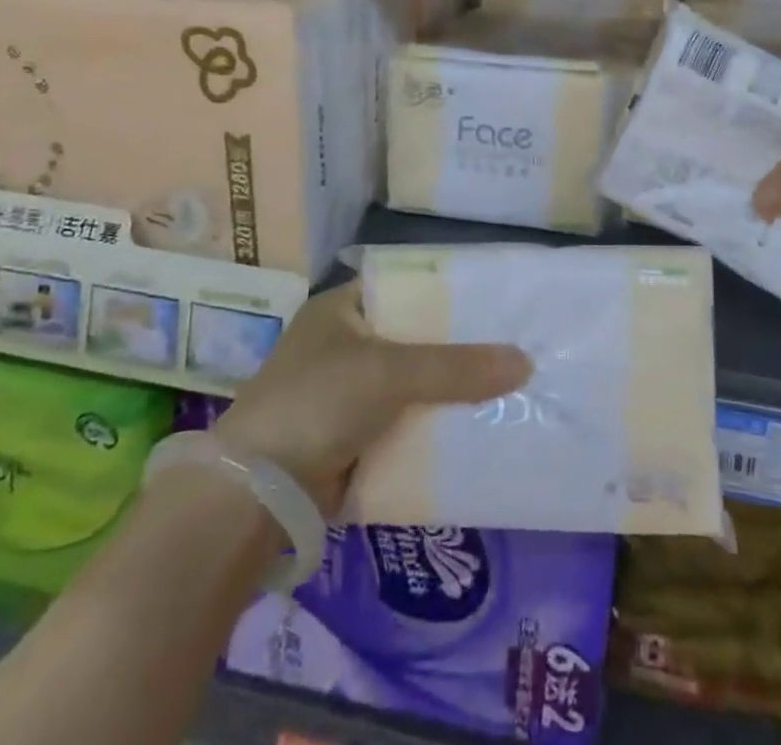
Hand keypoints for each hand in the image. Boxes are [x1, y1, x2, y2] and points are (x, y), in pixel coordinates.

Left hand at [210, 282, 531, 514]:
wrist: (256, 494)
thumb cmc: (317, 403)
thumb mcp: (389, 372)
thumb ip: (456, 366)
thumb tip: (525, 362)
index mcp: (343, 308)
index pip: (407, 287)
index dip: (450, 292)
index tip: (496, 301)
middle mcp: (345, 343)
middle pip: (415, 337)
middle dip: (458, 348)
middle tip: (513, 346)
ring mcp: (347, 392)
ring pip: (413, 383)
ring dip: (449, 390)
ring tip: (508, 386)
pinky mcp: (352, 436)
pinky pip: (405, 421)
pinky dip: (432, 424)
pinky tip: (475, 427)